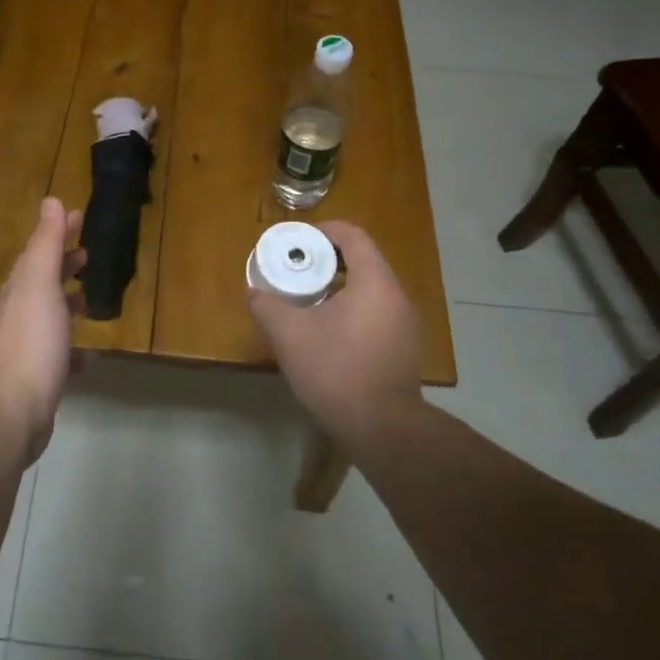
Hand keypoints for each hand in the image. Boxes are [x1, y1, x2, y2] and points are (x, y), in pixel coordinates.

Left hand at [0, 197, 83, 462]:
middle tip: (87, 255)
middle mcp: (16, 314)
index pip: (38, 251)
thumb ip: (45, 244)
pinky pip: (56, 356)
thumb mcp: (40, 283)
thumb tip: (50, 201)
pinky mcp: (34, 378)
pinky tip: (87, 358)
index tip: (79, 217)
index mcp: (19, 289)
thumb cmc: (32, 339)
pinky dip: (71, 350)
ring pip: (47, 317)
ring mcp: (23, 347)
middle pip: (41, 282)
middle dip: (62, 266)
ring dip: (66, 305)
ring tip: (89, 303)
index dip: (58, 232)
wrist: (12, 407)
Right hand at [246, 222, 422, 445]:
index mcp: (374, 282)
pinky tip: (328, 334)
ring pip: (370, 290)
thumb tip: (254, 293)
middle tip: (297, 271)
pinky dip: (352, 311)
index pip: (353, 236)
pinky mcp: (404, 349)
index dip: (324, 231)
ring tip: (308, 302)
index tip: (298, 241)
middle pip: (363, 261)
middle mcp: (396, 297)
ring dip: (339, 288)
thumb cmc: (336, 370)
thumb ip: (267, 306)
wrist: (383, 429)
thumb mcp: (289, 335)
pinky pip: (376, 314)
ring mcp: (405, 325)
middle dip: (328, 261)